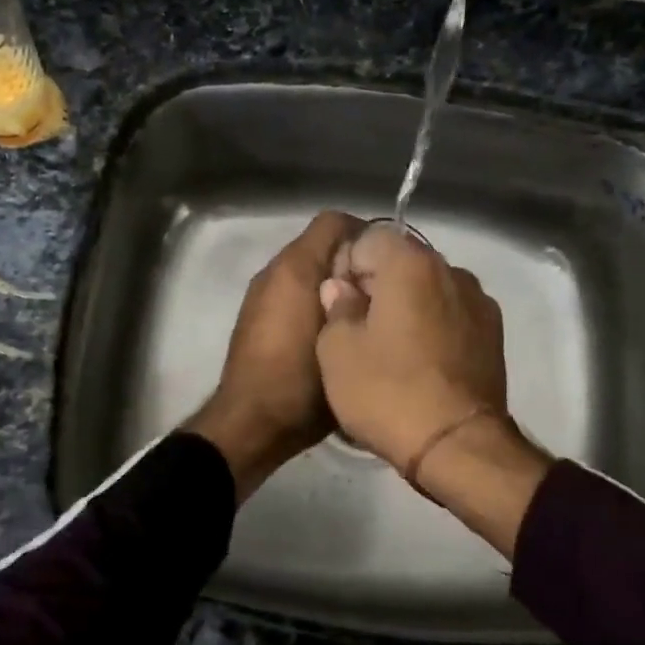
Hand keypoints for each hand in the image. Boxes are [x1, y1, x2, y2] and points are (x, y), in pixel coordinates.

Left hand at [183, 211, 361, 502]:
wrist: (252, 422)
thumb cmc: (302, 380)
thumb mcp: (345, 339)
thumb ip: (361, 300)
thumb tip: (378, 279)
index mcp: (295, 267)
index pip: (335, 221)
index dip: (366, 233)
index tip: (392, 262)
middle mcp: (274, 271)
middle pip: (322, 245)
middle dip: (353, 261)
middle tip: (385, 290)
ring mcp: (262, 294)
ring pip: (308, 271)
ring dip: (334, 283)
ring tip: (364, 312)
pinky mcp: (257, 317)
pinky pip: (293, 292)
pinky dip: (314, 300)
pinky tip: (336, 331)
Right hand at [316, 224, 548, 553]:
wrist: (457, 446)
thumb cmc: (388, 391)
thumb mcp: (337, 351)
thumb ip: (336, 307)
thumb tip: (341, 288)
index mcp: (411, 264)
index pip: (369, 238)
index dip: (347, 267)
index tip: (338, 304)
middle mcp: (452, 271)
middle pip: (403, 260)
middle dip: (378, 284)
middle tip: (358, 328)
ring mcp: (479, 302)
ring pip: (430, 288)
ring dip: (409, 305)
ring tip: (392, 348)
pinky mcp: (494, 334)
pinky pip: (452, 314)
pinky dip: (434, 325)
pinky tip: (422, 362)